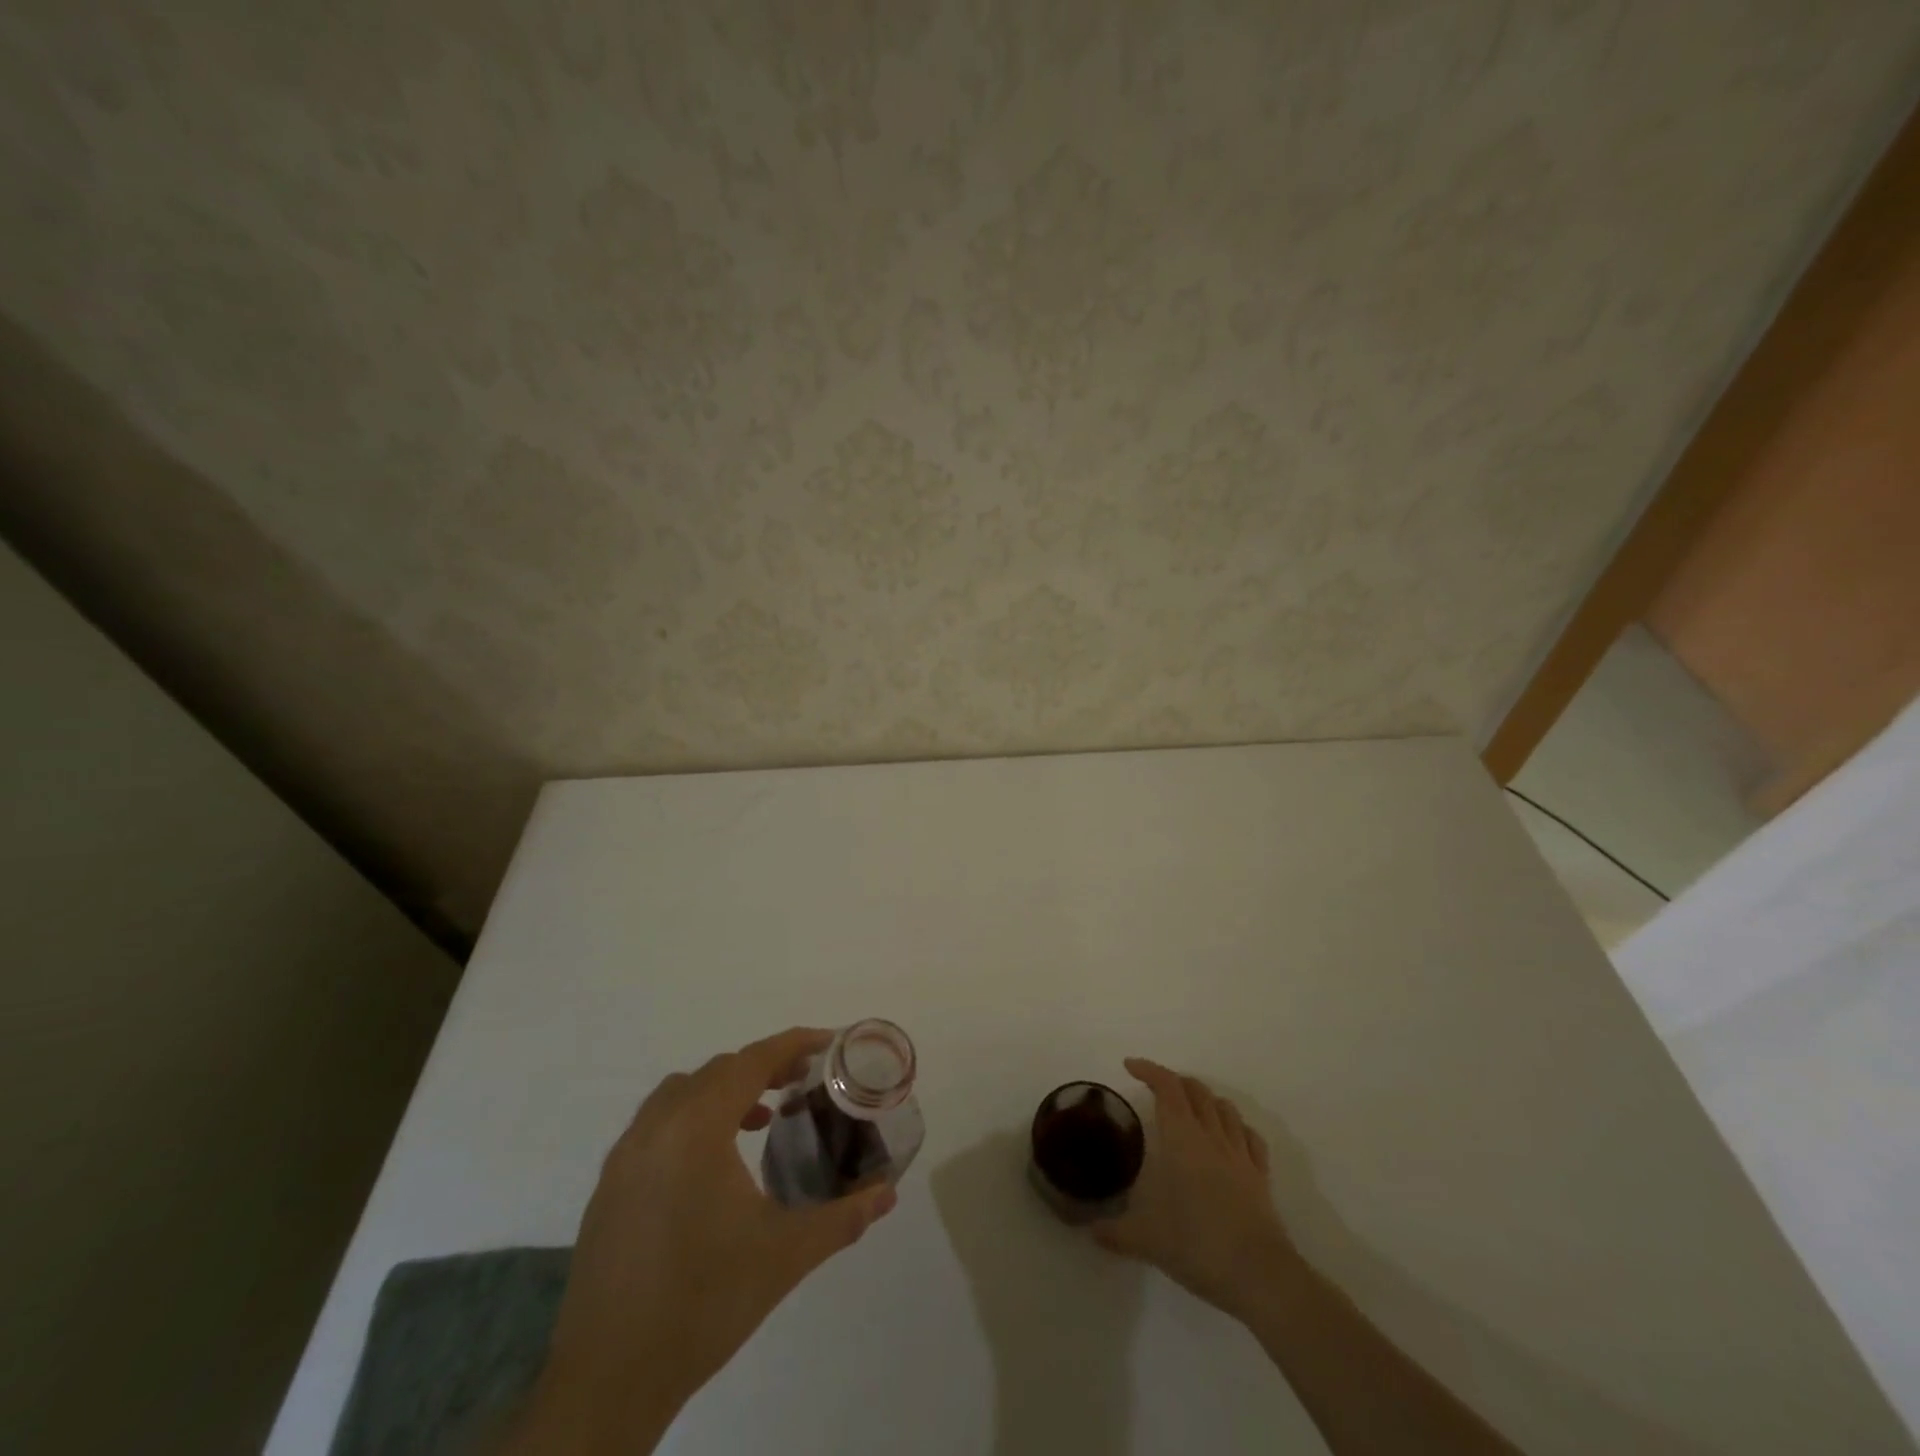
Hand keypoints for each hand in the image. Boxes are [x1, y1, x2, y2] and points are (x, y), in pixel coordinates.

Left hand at [513, 1028, 897, 1452]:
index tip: (828, 1042)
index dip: (792, 1044)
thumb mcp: (786, 1255)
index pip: (751, 1061)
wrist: (609, 1380)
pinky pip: (657, 1124)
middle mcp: (656, 1127)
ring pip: (683, 1093)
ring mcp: (625, 1155)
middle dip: (764, 1067)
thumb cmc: (705, 1303)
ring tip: (762, 1118)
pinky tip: (714, 1164)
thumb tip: (888, 1193)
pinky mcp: (608, 1185)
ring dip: (725, 1091)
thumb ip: (843, 1217)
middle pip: (718, 1071)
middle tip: (803, 1082)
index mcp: (696, 1128)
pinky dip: (693, 1118)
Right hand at [1091, 1057, 1297, 1320]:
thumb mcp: (1148, 1240)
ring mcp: (1240, 1155)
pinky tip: (1230, 1137)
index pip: (1167, 1087)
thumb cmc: (1199, 1245)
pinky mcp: (1261, 1177)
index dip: (1149, 1070)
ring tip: (1191, 1108)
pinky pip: (1250, 1137)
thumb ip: (1116, 1232)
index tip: (1130, 1066)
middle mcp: (1211, 1137)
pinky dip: (1236, 1127)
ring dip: (1206, 1098)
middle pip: (1196, 1090)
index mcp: (1182, 1139)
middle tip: (1156, 1089)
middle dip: (1175, 1081)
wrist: (1261, 1277)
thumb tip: (1091, 1231)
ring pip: (1225, 1108)